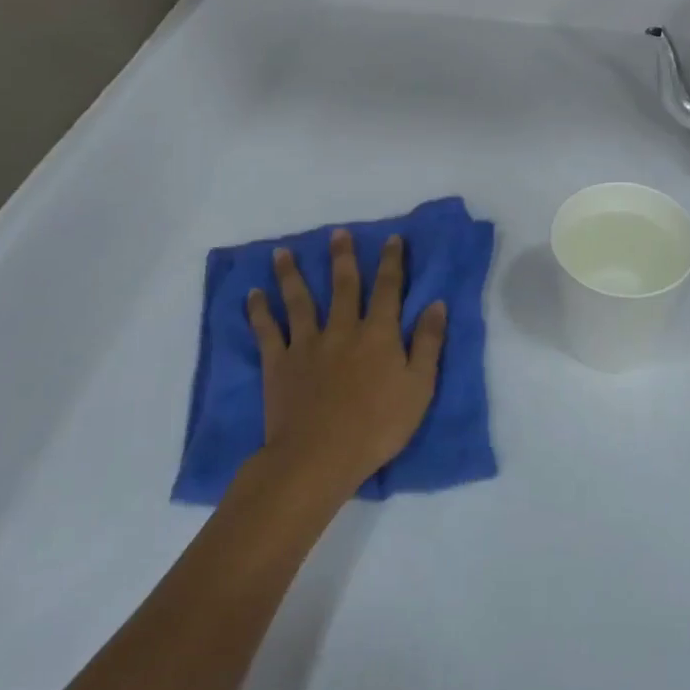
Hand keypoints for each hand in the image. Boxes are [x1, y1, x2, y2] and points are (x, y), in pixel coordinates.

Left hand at [248, 231, 446, 493]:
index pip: (388, 289)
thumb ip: (428, 343)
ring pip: (299, 300)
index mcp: (378, 333)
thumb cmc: (377, 426)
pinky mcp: (279, 363)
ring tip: (281, 252)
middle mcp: (342, 329)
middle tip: (337, 233)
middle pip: (343, 286)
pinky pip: (267, 331)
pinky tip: (253, 295)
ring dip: (291, 274)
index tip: (392, 239)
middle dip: (342, 258)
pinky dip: (259, 311)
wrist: (319, 456)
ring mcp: (307, 344)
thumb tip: (437, 303)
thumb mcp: (419, 387)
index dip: (392, 262)